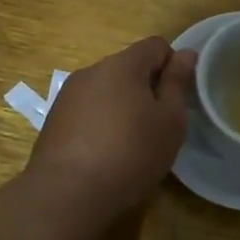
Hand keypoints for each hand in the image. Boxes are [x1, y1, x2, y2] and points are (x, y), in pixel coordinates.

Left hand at [27, 37, 196, 223]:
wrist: (67, 194)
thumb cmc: (131, 153)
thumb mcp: (169, 120)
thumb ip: (178, 83)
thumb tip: (185, 53)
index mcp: (122, 65)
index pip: (156, 45)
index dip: (173, 65)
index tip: (179, 97)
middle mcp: (91, 71)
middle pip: (129, 67)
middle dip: (147, 87)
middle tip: (160, 124)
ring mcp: (68, 95)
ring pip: (107, 89)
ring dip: (123, 105)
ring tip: (132, 142)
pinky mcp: (54, 120)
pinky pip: (88, 110)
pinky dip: (102, 122)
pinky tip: (106, 153)